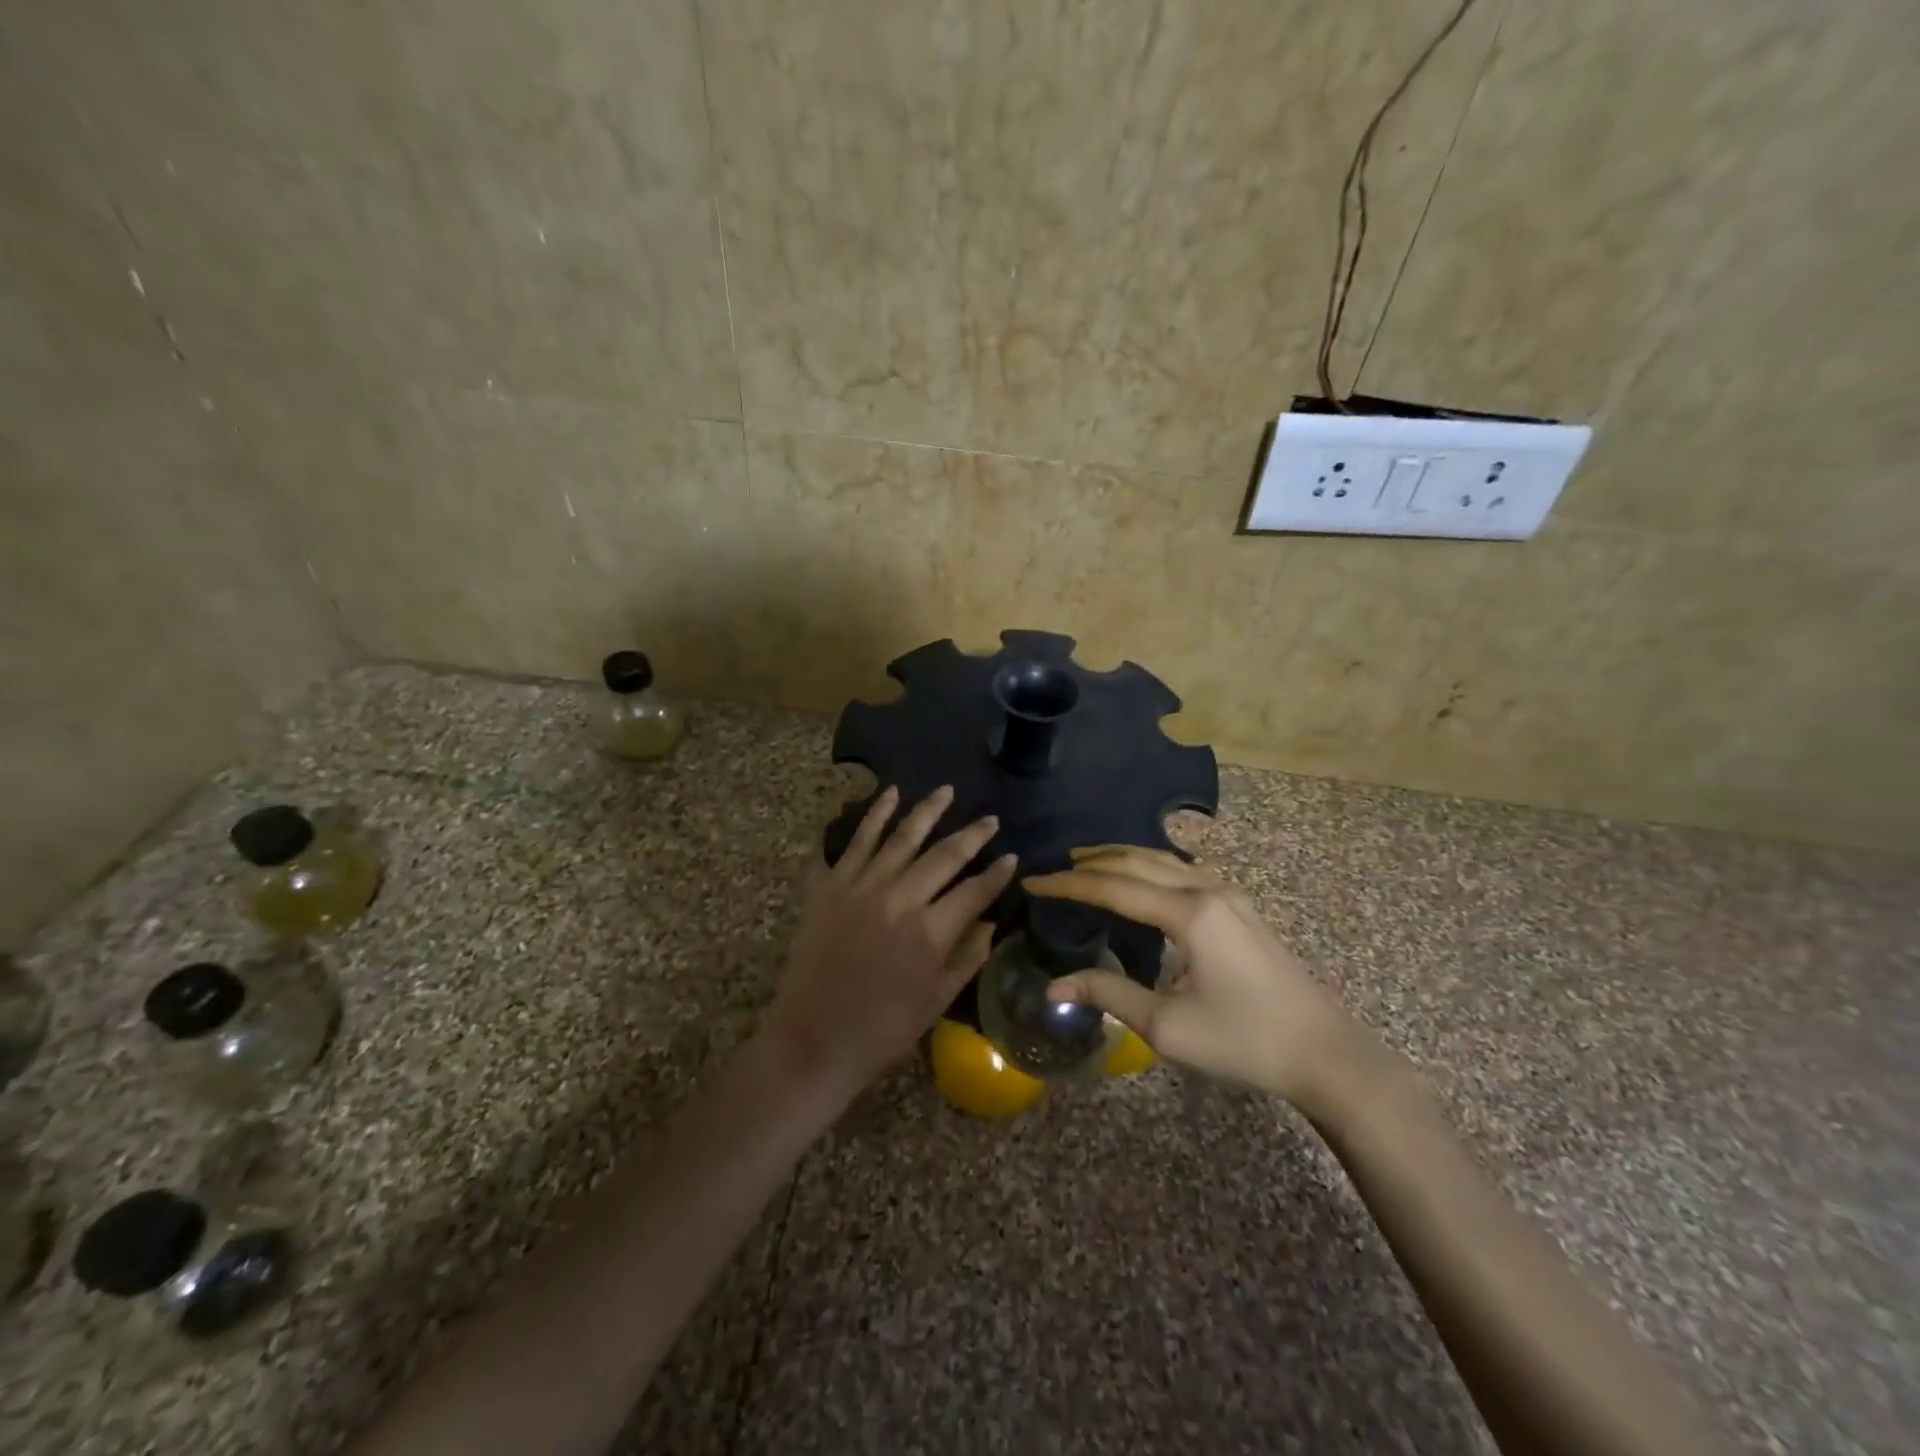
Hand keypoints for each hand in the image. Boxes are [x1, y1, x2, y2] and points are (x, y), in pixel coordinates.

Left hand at [764, 785, 1016, 1102]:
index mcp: (929, 932)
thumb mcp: (937, 999)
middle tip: (990, 818)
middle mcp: (898, 898)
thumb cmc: (882, 1029)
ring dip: (926, 811)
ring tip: (946, 790)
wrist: (813, 1039)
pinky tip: (889, 794)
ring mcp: (860, 886)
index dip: (996, 874)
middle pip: (943, 855)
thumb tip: (992, 922)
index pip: (974, 891)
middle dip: (972, 835)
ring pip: (901, 837)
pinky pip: (855, 841)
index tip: (1012, 856)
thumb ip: (968, 956)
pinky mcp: (830, 886)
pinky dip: (872, 816)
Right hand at [1024, 846, 1360, 1107]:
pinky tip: (1141, 880)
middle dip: (1092, 862)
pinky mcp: (1241, 908)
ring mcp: (1229, 895)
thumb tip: (1055, 985)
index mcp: (1188, 914)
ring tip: (1088, 863)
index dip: (1068, 885)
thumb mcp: (1167, 1026)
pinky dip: (1149, 867)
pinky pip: (1183, 871)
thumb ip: (1109, 995)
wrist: (1325, 1053)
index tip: (1033, 882)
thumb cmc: (1244, 1041)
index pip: (1113, 888)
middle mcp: (1207, 890)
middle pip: (1137, 862)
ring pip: (1163, 860)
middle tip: (1055, 868)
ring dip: (1122, 858)